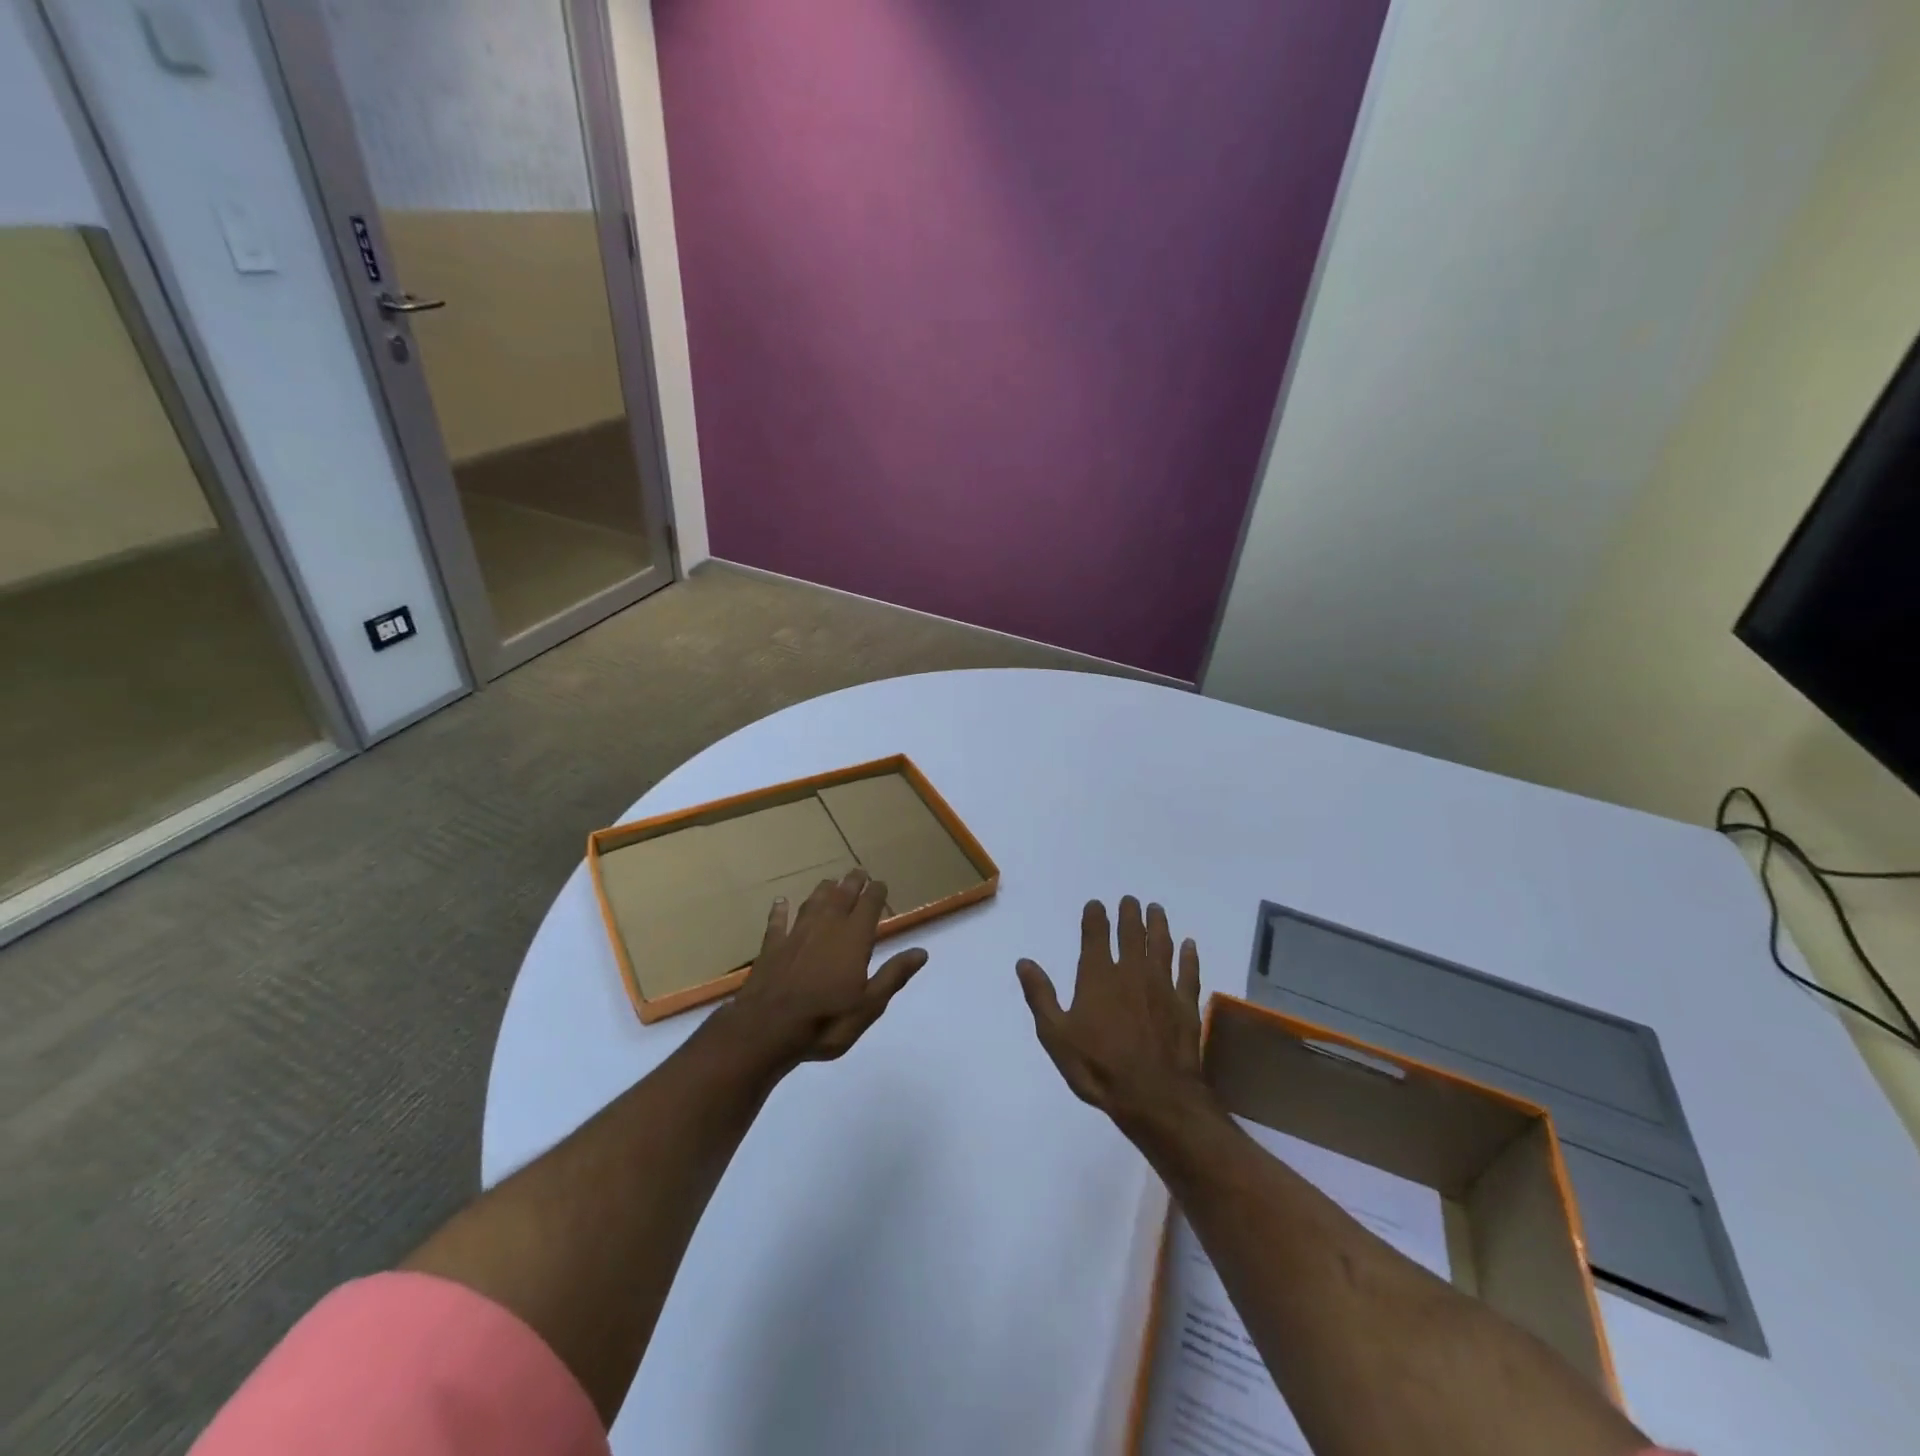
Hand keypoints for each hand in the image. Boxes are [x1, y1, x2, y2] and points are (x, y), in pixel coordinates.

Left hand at [727, 868, 927, 1066]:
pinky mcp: (772, 946)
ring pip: (812, 903)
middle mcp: (826, 927)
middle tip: (858, 872)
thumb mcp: (869, 1005)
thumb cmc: (826, 1020)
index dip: (876, 892)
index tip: (881, 883)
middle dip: (852, 883)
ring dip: (823, 890)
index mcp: (854, 938)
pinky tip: (780, 902)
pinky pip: (777, 922)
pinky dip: (780, 910)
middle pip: (841, 896)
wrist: (767, 1029)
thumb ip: (893, 975)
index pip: (869, 905)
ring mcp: (796, 934)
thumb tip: (921, 952)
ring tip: (830, 881)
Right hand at [1016, 896, 1205, 1130]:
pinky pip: (1188, 973)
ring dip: (1158, 925)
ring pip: (1161, 946)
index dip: (1095, 916)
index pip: (1096, 935)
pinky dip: (1189, 956)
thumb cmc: (1098, 1067)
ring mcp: (1162, 987)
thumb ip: (1041, 995)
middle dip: (1129, 914)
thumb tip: (1024, 962)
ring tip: (1156, 909)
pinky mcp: (1185, 1005)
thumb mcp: (1056, 1035)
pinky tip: (1189, 944)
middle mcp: (1131, 972)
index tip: (1096, 904)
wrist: (1154, 1096)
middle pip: (1131, 934)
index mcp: (1098, 976)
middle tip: (1130, 900)